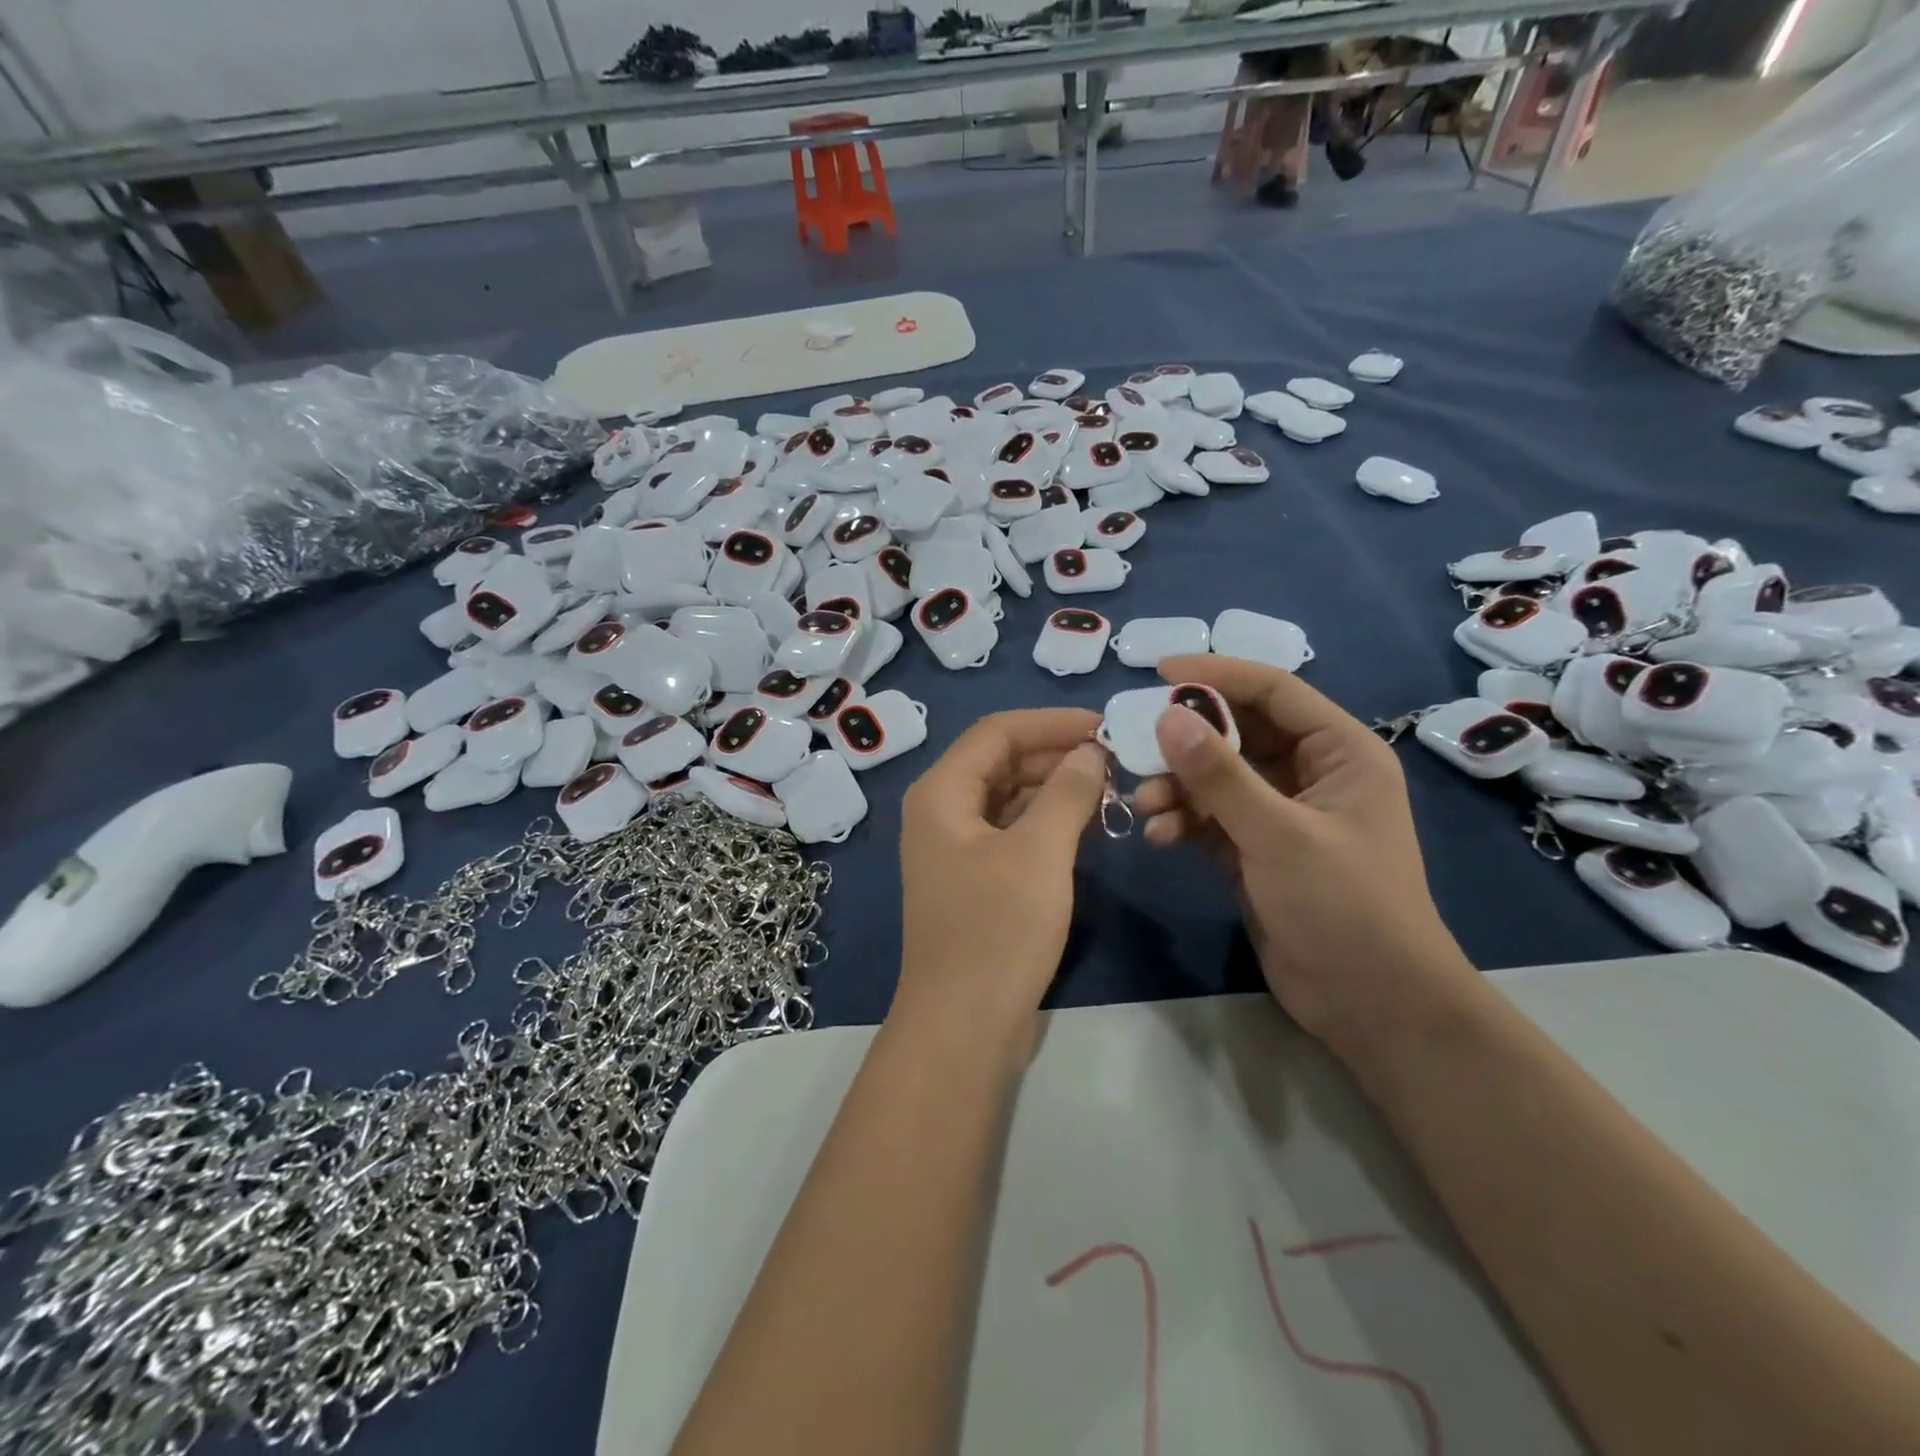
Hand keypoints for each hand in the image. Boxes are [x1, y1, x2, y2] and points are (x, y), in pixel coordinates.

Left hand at [894, 708, 1107, 1048]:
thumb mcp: (1039, 852)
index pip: (997, 731)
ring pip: (1008, 797)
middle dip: (1056, 754)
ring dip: (1055, 788)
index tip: (1105, 725)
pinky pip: (1011, 831)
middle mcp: (941, 811)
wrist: (963, 1025)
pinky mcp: (974, 879)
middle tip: (1115, 760)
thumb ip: (1067, 792)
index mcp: (941, 792)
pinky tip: (1086, 825)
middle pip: (1001, 760)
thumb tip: (1090, 752)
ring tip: (1110, 788)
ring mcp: (955, 847)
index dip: (1051, 722)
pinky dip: (1046, 821)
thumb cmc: (998, 930)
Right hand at [1133, 656, 1474, 1053]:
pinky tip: (1158, 838)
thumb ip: (1220, 775)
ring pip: (1218, 778)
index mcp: (1339, 752)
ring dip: (1178, 787)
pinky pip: (1211, 818)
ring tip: (1144, 805)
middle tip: (1137, 745)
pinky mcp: (1256, 850)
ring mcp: (1281, 814)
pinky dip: (1183, 822)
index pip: (1273, 691)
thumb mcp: (1279, 834)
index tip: (1160, 672)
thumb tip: (1168, 716)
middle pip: (1238, 734)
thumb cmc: (1343, 906)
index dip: (1217, 675)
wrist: (1371, 1003)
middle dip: (1187, 742)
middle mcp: (1310, 773)